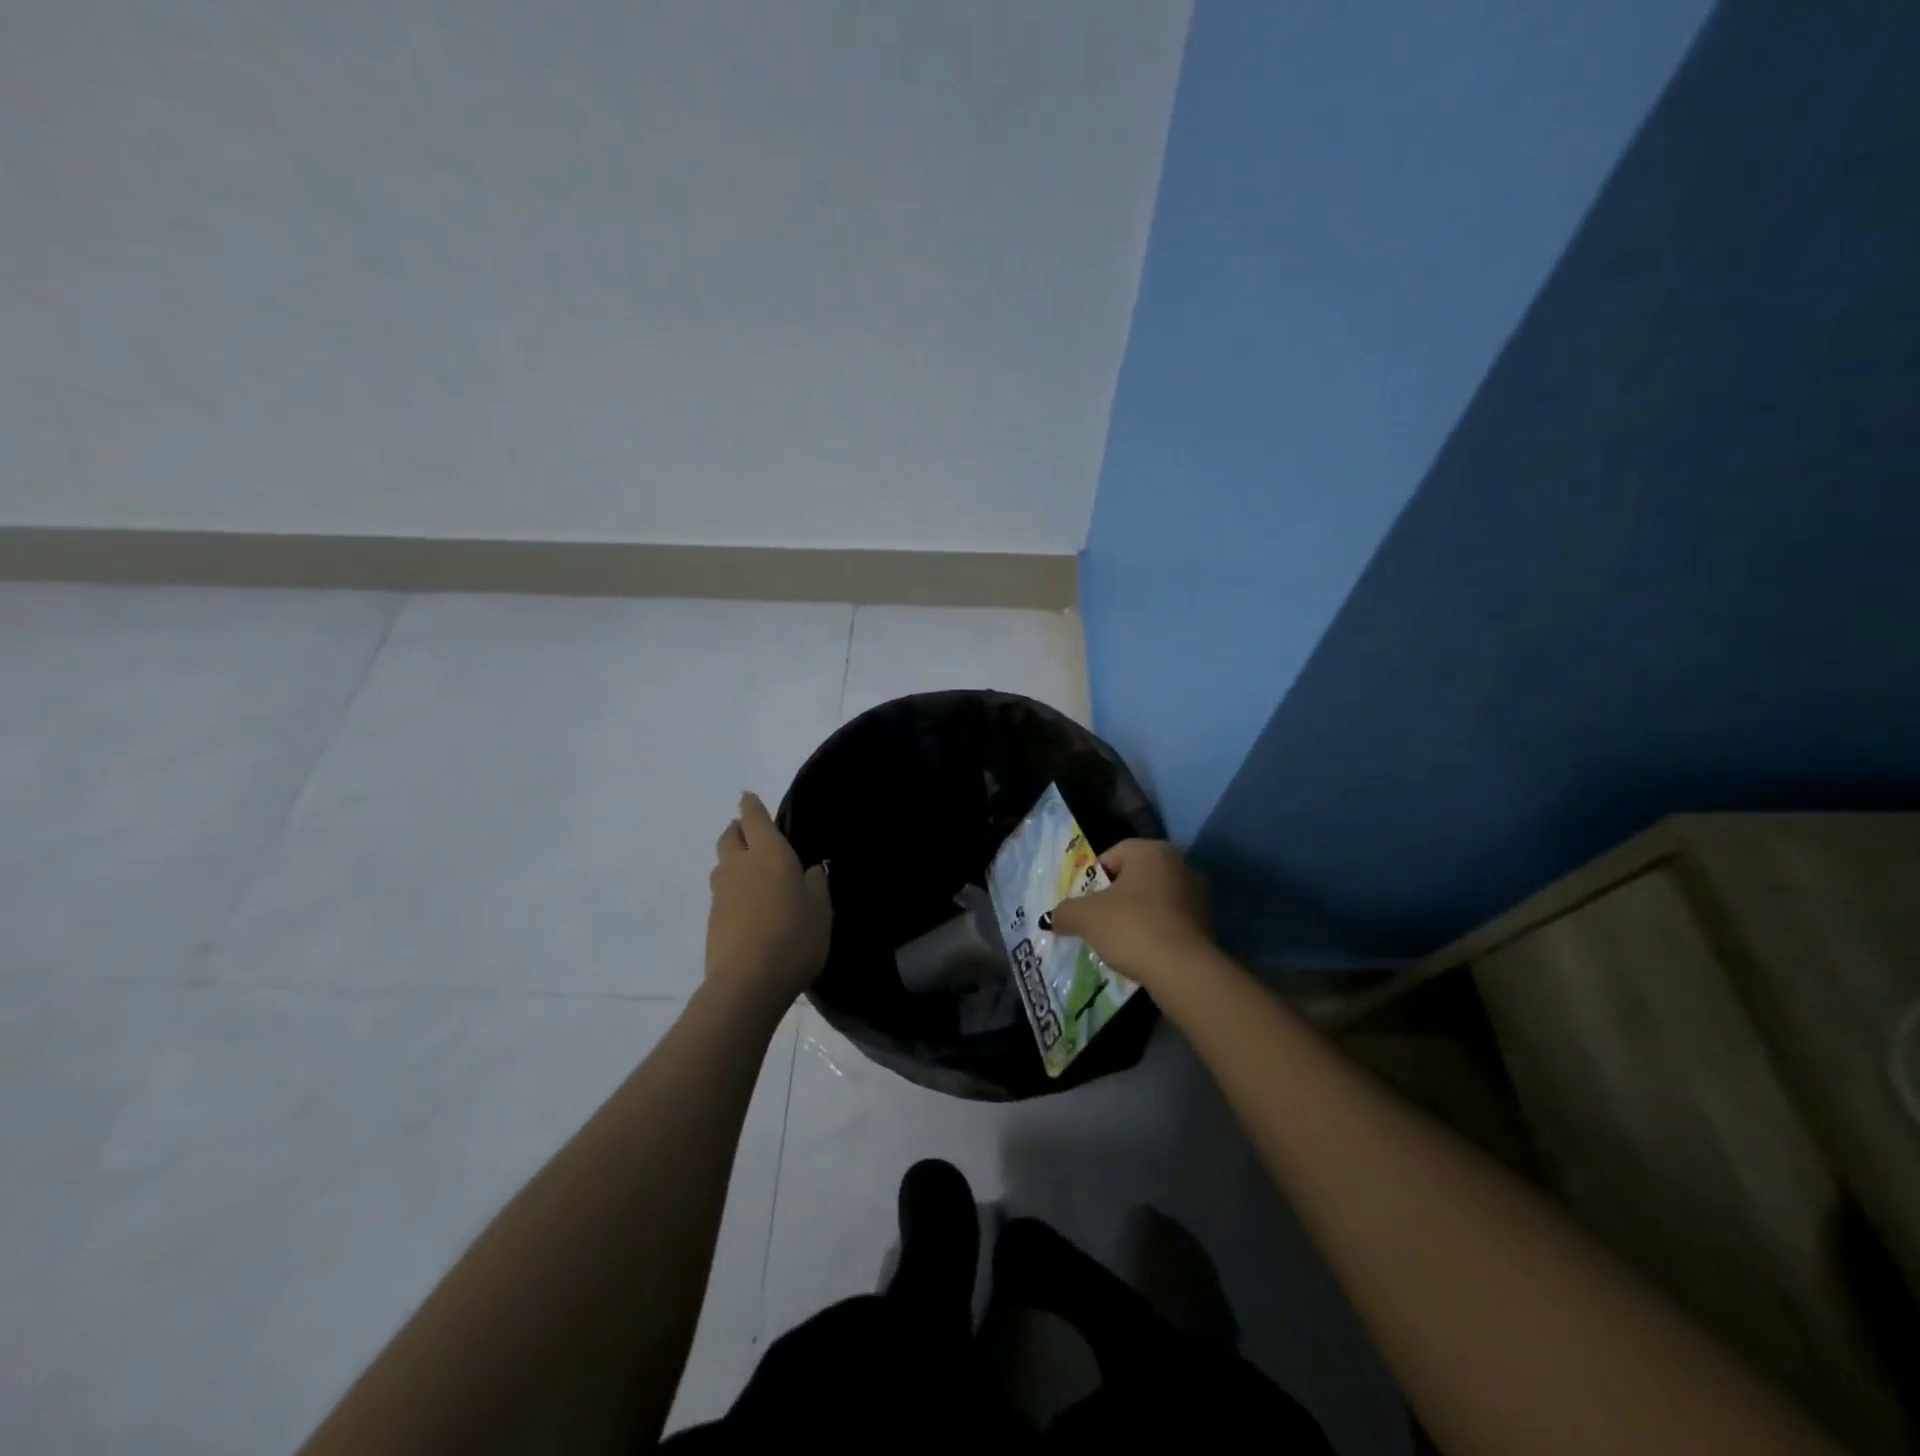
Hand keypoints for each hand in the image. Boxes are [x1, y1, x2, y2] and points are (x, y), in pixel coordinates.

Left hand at [706, 792, 831, 1006]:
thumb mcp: (821, 908)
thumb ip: (816, 883)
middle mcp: (739, 865)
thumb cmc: (794, 937)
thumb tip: (810, 869)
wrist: (747, 983)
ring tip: (749, 869)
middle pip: (729, 835)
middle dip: (737, 828)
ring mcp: (720, 892)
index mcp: (769, 853)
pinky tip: (746, 905)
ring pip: (722, 863)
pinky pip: (721, 891)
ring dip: (732, 858)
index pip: (754, 817)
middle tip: (750, 832)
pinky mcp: (712, 918)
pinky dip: (731, 888)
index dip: (751, 805)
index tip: (749, 797)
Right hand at [1042, 839, 1211, 992]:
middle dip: (1115, 898)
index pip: (1112, 856)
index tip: (1084, 904)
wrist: (1183, 970)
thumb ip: (1065, 912)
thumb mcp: (1085, 917)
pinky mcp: (1208, 924)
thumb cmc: (1131, 927)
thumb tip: (1055, 918)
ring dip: (1136, 916)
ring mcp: (1198, 894)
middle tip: (1098, 922)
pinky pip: (1170, 922)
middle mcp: (1179, 864)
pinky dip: (1155, 933)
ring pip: (1154, 900)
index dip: (1092, 879)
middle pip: (1134, 877)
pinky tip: (1142, 953)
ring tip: (1119, 942)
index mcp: (1151, 851)